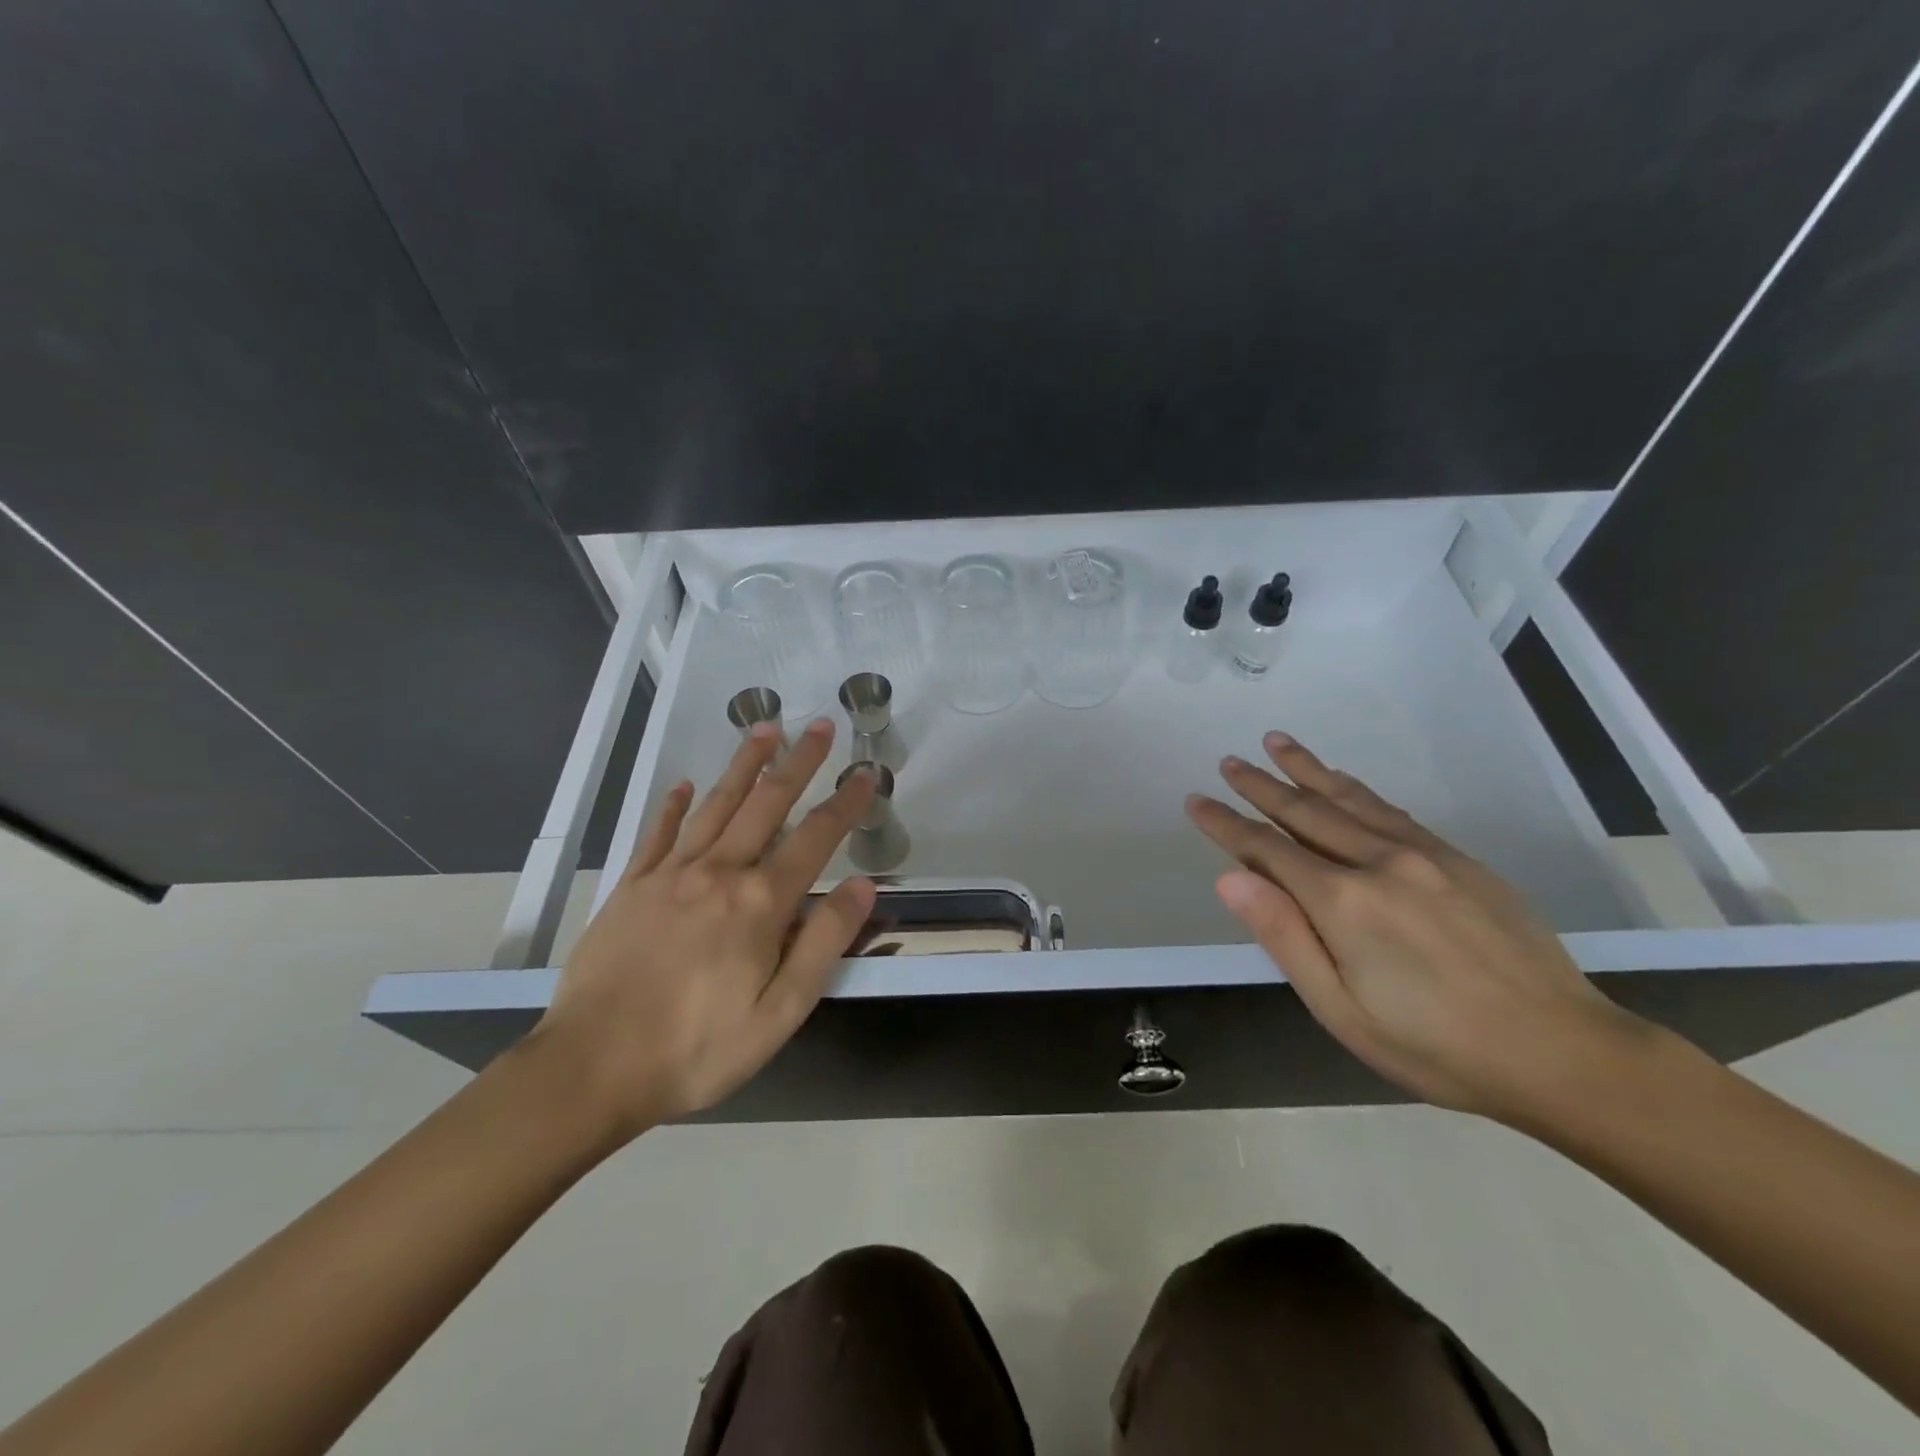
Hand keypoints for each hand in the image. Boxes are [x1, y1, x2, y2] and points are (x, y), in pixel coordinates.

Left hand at [532, 719, 878, 1137]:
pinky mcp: (631, 888)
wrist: (591, 1068)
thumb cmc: (697, 1049)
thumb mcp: (780, 1012)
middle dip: (797, 762)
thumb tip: (862, 886)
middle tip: (819, 725)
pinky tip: (685, 784)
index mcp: (759, 903)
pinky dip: (674, 805)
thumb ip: (823, 943)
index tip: (866, 773)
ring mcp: (669, 875)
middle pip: (766, 804)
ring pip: (715, 805)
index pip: (815, 838)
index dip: (845, 803)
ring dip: (743, 764)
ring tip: (764, 727)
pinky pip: (658, 834)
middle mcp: (718, 873)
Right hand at [1186, 731, 1642, 1123]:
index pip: (1266, 849)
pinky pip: (1392, 811)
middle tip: (1228, 761)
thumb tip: (1230, 877)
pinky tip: (1342, 781)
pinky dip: (1356, 789)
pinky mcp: (1459, 860)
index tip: (1195, 800)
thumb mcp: (1341, 1009)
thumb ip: (1283, 937)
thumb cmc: (1435, 1046)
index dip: (1226, 824)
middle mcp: (1378, 862)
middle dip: (1260, 785)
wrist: (1563, 1051)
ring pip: (1349, 799)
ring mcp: (1424, 855)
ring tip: (1276, 742)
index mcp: (1342, 902)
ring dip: (1307, 770)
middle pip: (1304, 812)